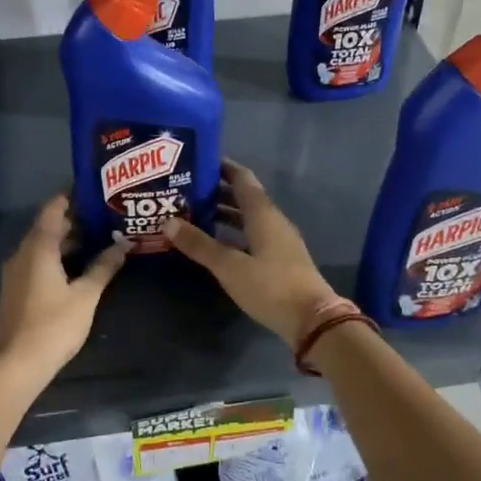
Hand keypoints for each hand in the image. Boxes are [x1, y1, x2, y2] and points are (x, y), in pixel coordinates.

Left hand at [0, 196, 128, 376]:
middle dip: (75, 219)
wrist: (16, 364)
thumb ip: (104, 267)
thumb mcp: (86, 295)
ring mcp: (16, 272)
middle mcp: (23, 253)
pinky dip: (58, 256)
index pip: (54, 209)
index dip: (72, 196)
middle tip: (105, 215)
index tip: (95, 190)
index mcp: (38, 247)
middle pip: (48, 226)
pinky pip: (38, 261)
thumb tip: (124, 244)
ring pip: (43, 245)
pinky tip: (79, 265)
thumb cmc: (53, 325)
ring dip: (67, 240)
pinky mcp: (16, 289)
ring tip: (99, 237)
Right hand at [161, 160, 341, 342]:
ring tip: (194, 214)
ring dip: (224, 213)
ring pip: (248, 217)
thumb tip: (168, 222)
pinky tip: (216, 243)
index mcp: (263, 214)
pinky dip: (233, 233)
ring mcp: (279, 240)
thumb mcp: (229, 266)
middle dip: (216, 191)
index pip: (242, 178)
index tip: (197, 161)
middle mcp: (273, 220)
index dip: (222, 167)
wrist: (312, 319)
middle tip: (186, 190)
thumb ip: (200, 244)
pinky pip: (253, 235)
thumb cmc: (270, 286)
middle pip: (244, 197)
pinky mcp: (280, 259)